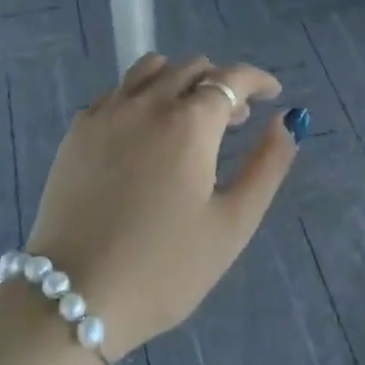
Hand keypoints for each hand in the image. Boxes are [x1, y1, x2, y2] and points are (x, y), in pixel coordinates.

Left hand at [25, 55, 303, 356]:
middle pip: (192, 68)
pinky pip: (118, 91)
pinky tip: (145, 133)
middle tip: (234, 121)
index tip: (273, 93)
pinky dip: (143, 95)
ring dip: (180, 80)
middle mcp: (147, 103)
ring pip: (151, 69)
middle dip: (221, 84)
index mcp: (189, 123)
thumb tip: (288, 120)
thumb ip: (267, 165)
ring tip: (189, 118)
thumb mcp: (232, 224)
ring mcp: (107, 112)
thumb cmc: (165, 268)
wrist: (76, 296)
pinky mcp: (78, 130)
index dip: (258, 80)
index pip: (231, 79)